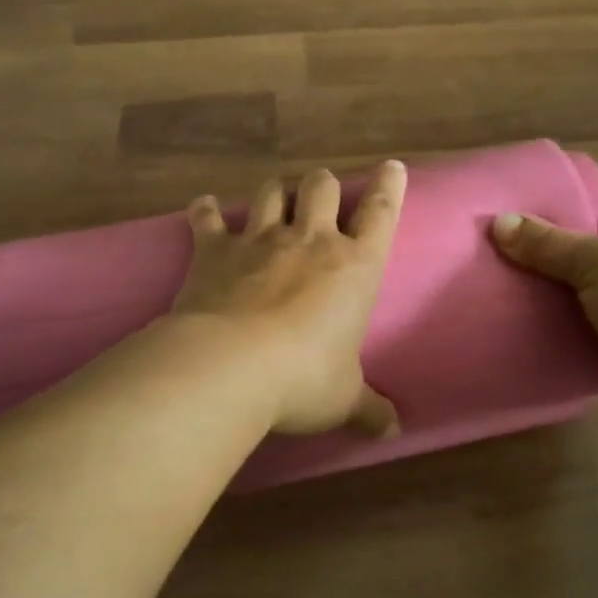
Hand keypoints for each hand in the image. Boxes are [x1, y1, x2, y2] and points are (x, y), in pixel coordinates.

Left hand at [172, 161, 407, 437]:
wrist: (231, 365)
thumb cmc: (303, 379)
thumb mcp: (343, 398)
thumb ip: (368, 408)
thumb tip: (393, 431)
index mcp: (355, 267)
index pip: (381, 214)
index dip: (389, 187)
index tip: (392, 166)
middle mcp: (310, 241)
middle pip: (321, 187)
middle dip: (323, 186)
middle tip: (320, 196)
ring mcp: (260, 240)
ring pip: (271, 192)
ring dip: (275, 193)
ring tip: (274, 201)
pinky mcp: (215, 250)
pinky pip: (209, 218)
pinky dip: (206, 211)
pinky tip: (204, 206)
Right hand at [490, 208, 597, 427]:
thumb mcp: (596, 262)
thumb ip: (549, 245)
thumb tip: (499, 221)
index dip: (585, 220)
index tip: (544, 228)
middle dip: (578, 266)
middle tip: (531, 266)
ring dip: (584, 305)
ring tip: (534, 300)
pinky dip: (592, 336)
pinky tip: (558, 335)